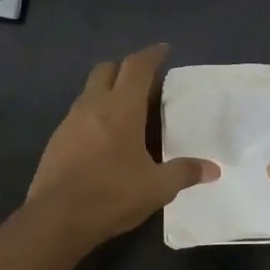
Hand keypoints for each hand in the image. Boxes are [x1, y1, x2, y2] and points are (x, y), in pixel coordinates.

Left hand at [28, 44, 218, 245]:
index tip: (164, 50)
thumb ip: (185, 173)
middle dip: (126, 68)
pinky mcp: (56, 141)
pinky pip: (78, 115)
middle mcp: (93, 106)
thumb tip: (213, 169)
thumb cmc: (112, 195)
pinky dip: (94, 114)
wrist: (56, 219)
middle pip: (107, 70)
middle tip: (145, 81)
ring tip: (127, 110)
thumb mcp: (157, 188)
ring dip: (108, 91)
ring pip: (89, 92)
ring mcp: (69, 122)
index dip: (152, 55)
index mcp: (121, 109)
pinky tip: (105, 138)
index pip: (137, 67)